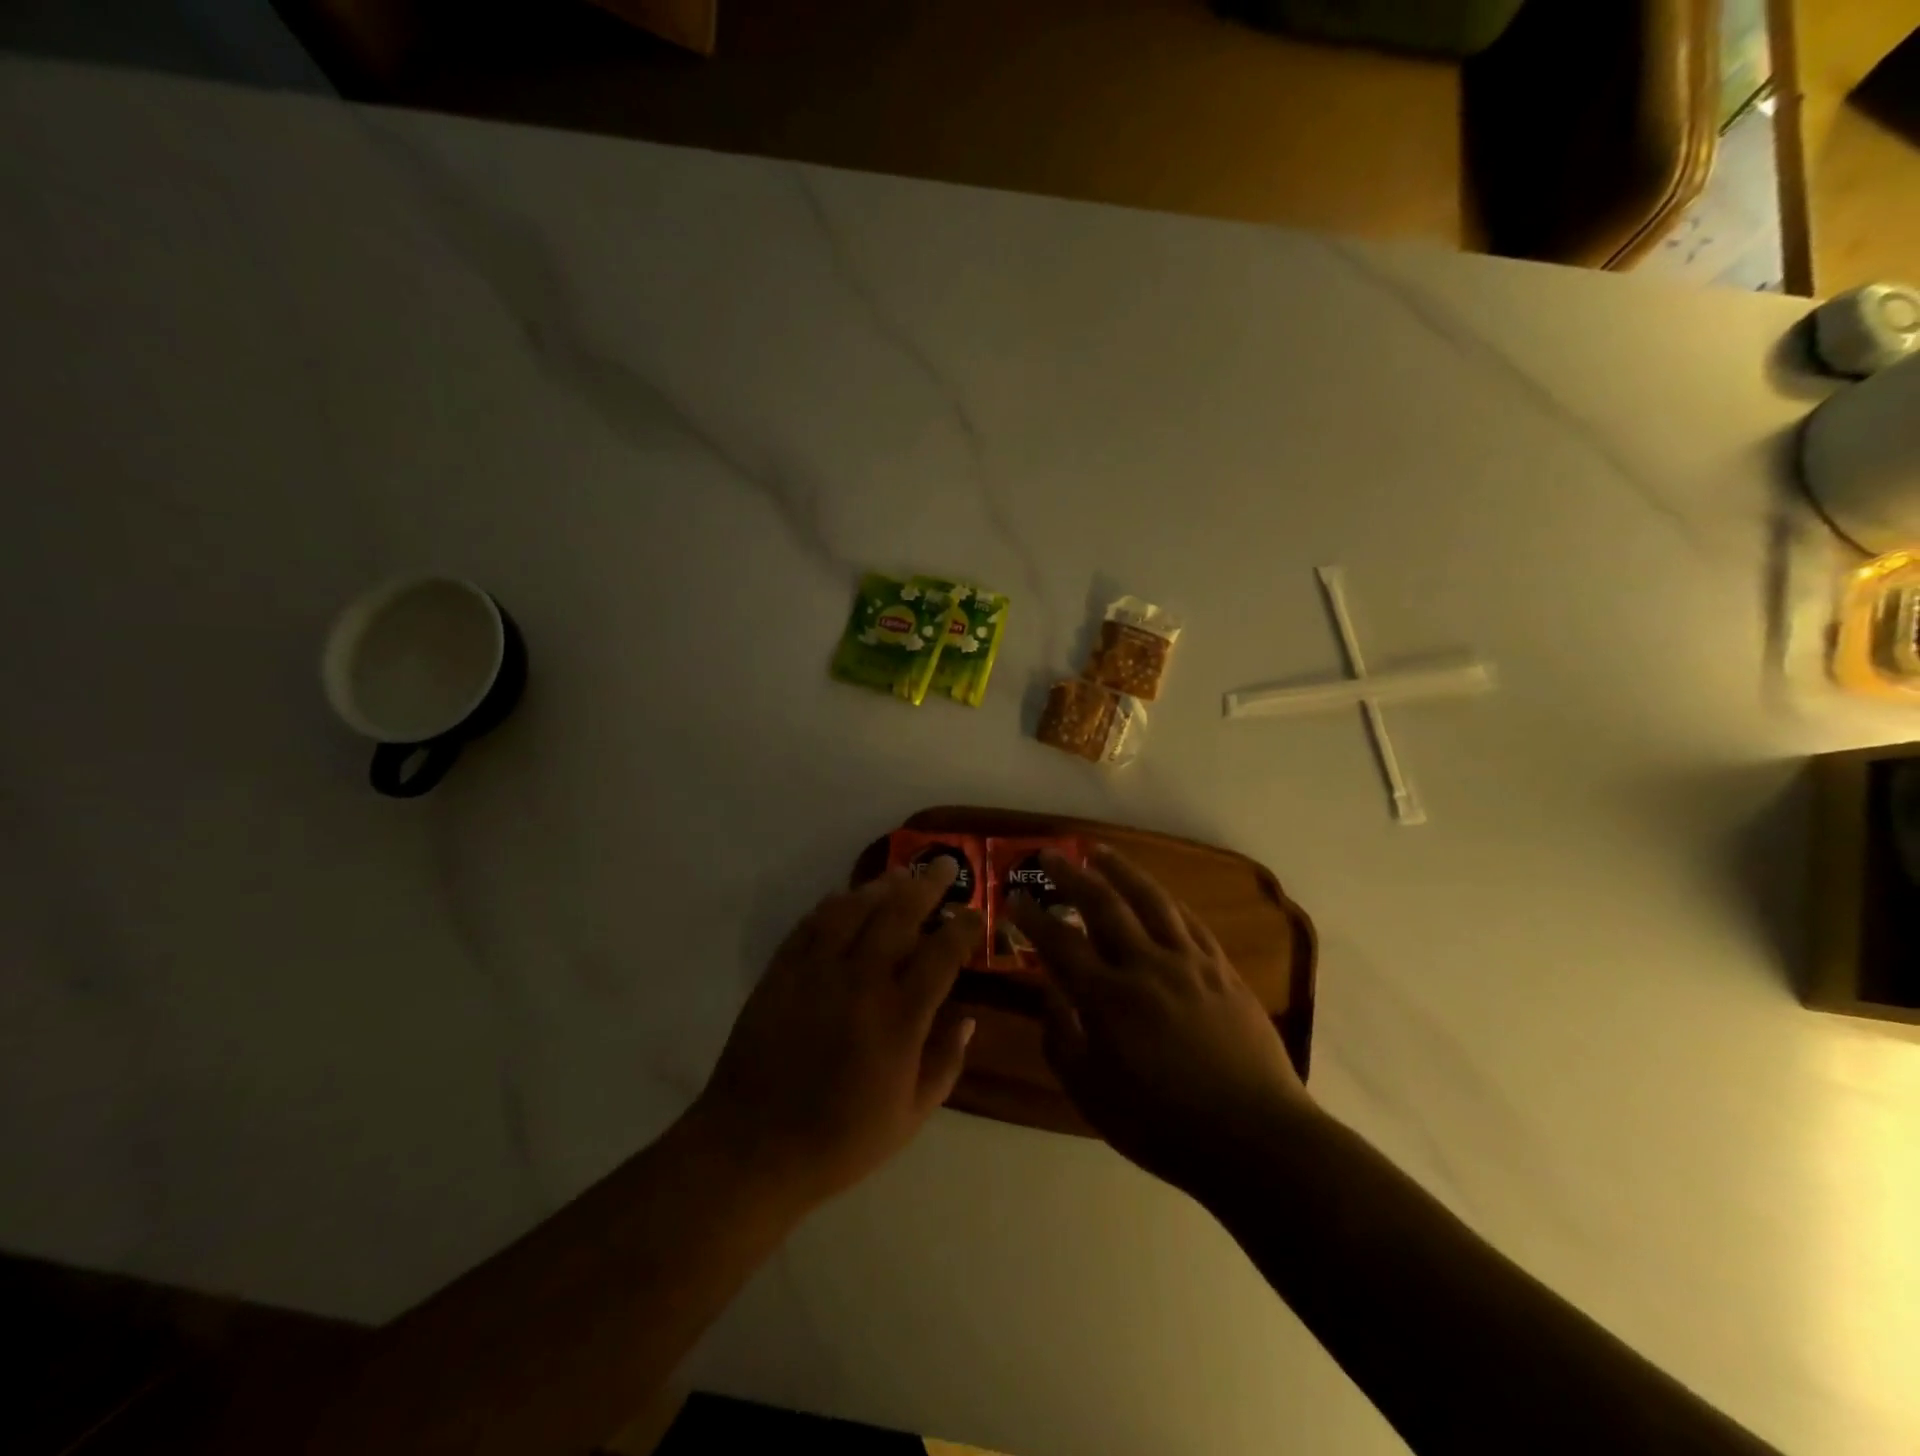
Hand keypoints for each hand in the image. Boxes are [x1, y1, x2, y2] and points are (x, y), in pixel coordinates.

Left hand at [688, 861, 982, 1210]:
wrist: (753, 1148)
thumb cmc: (840, 1141)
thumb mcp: (910, 1117)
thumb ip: (946, 1063)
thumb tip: (969, 1018)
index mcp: (899, 1019)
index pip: (941, 954)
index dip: (963, 927)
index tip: (974, 913)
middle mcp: (861, 982)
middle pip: (899, 915)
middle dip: (928, 884)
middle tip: (945, 865)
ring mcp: (816, 972)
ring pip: (854, 908)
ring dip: (882, 885)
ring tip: (902, 873)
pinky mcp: (781, 971)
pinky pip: (812, 923)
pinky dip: (834, 904)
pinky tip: (846, 896)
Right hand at [1008, 844, 1312, 1192]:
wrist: (1254, 1138)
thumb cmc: (1163, 1124)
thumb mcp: (1091, 1094)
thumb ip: (1061, 1038)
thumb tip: (1048, 992)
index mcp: (1108, 998)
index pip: (1059, 942)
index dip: (1031, 916)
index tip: (1013, 897)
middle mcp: (1145, 965)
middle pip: (1102, 904)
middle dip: (1070, 875)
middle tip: (1049, 854)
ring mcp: (1188, 962)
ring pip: (1149, 899)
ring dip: (1120, 869)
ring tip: (1099, 851)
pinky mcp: (1221, 968)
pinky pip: (1188, 920)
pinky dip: (1164, 899)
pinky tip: (1155, 892)